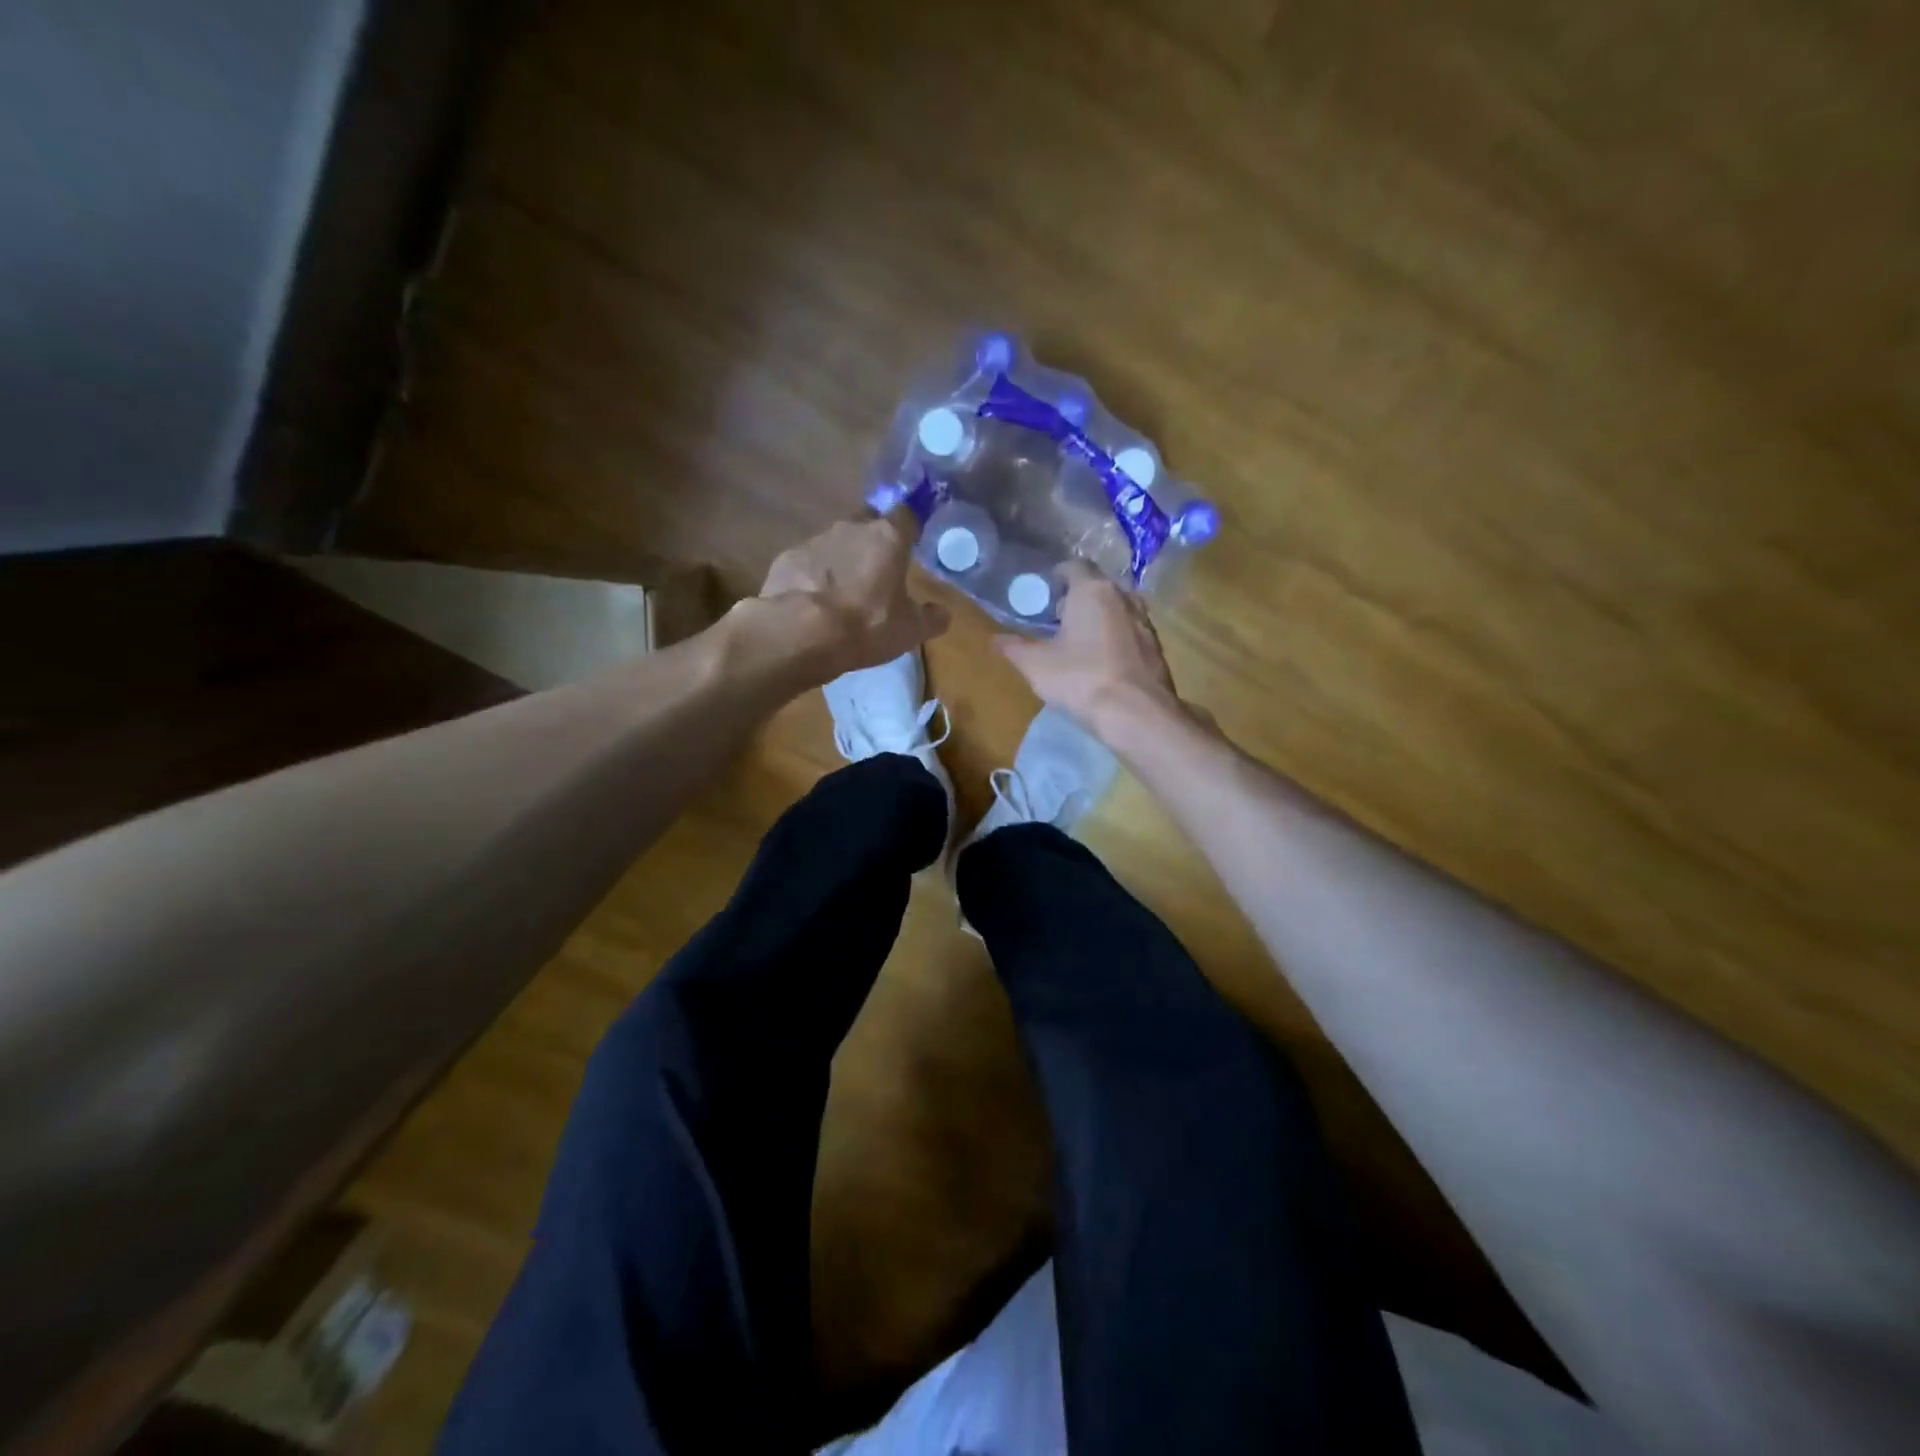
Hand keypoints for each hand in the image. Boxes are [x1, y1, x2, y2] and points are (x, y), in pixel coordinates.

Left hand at [749, 509, 950, 681]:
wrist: (801, 633)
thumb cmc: (866, 625)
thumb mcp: (910, 630)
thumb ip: (930, 618)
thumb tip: (943, 613)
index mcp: (888, 538)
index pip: (907, 515)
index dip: (910, 527)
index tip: (912, 542)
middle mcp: (852, 528)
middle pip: (868, 524)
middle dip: (874, 543)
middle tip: (877, 572)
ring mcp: (816, 540)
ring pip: (836, 543)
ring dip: (843, 561)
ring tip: (843, 594)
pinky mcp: (788, 558)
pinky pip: (809, 562)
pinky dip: (814, 576)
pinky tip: (814, 602)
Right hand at [997, 562, 1192, 742]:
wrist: (1137, 714)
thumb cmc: (1081, 679)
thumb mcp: (1036, 665)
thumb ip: (1014, 648)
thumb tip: (995, 640)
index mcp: (1093, 590)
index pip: (1074, 566)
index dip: (1057, 576)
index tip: (1045, 593)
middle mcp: (1123, 596)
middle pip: (1098, 586)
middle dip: (1078, 598)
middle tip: (1058, 620)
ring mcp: (1145, 622)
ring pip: (1117, 608)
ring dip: (1099, 618)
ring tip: (1080, 641)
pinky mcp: (1157, 647)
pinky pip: (1130, 632)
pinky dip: (1116, 638)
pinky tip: (1103, 661)